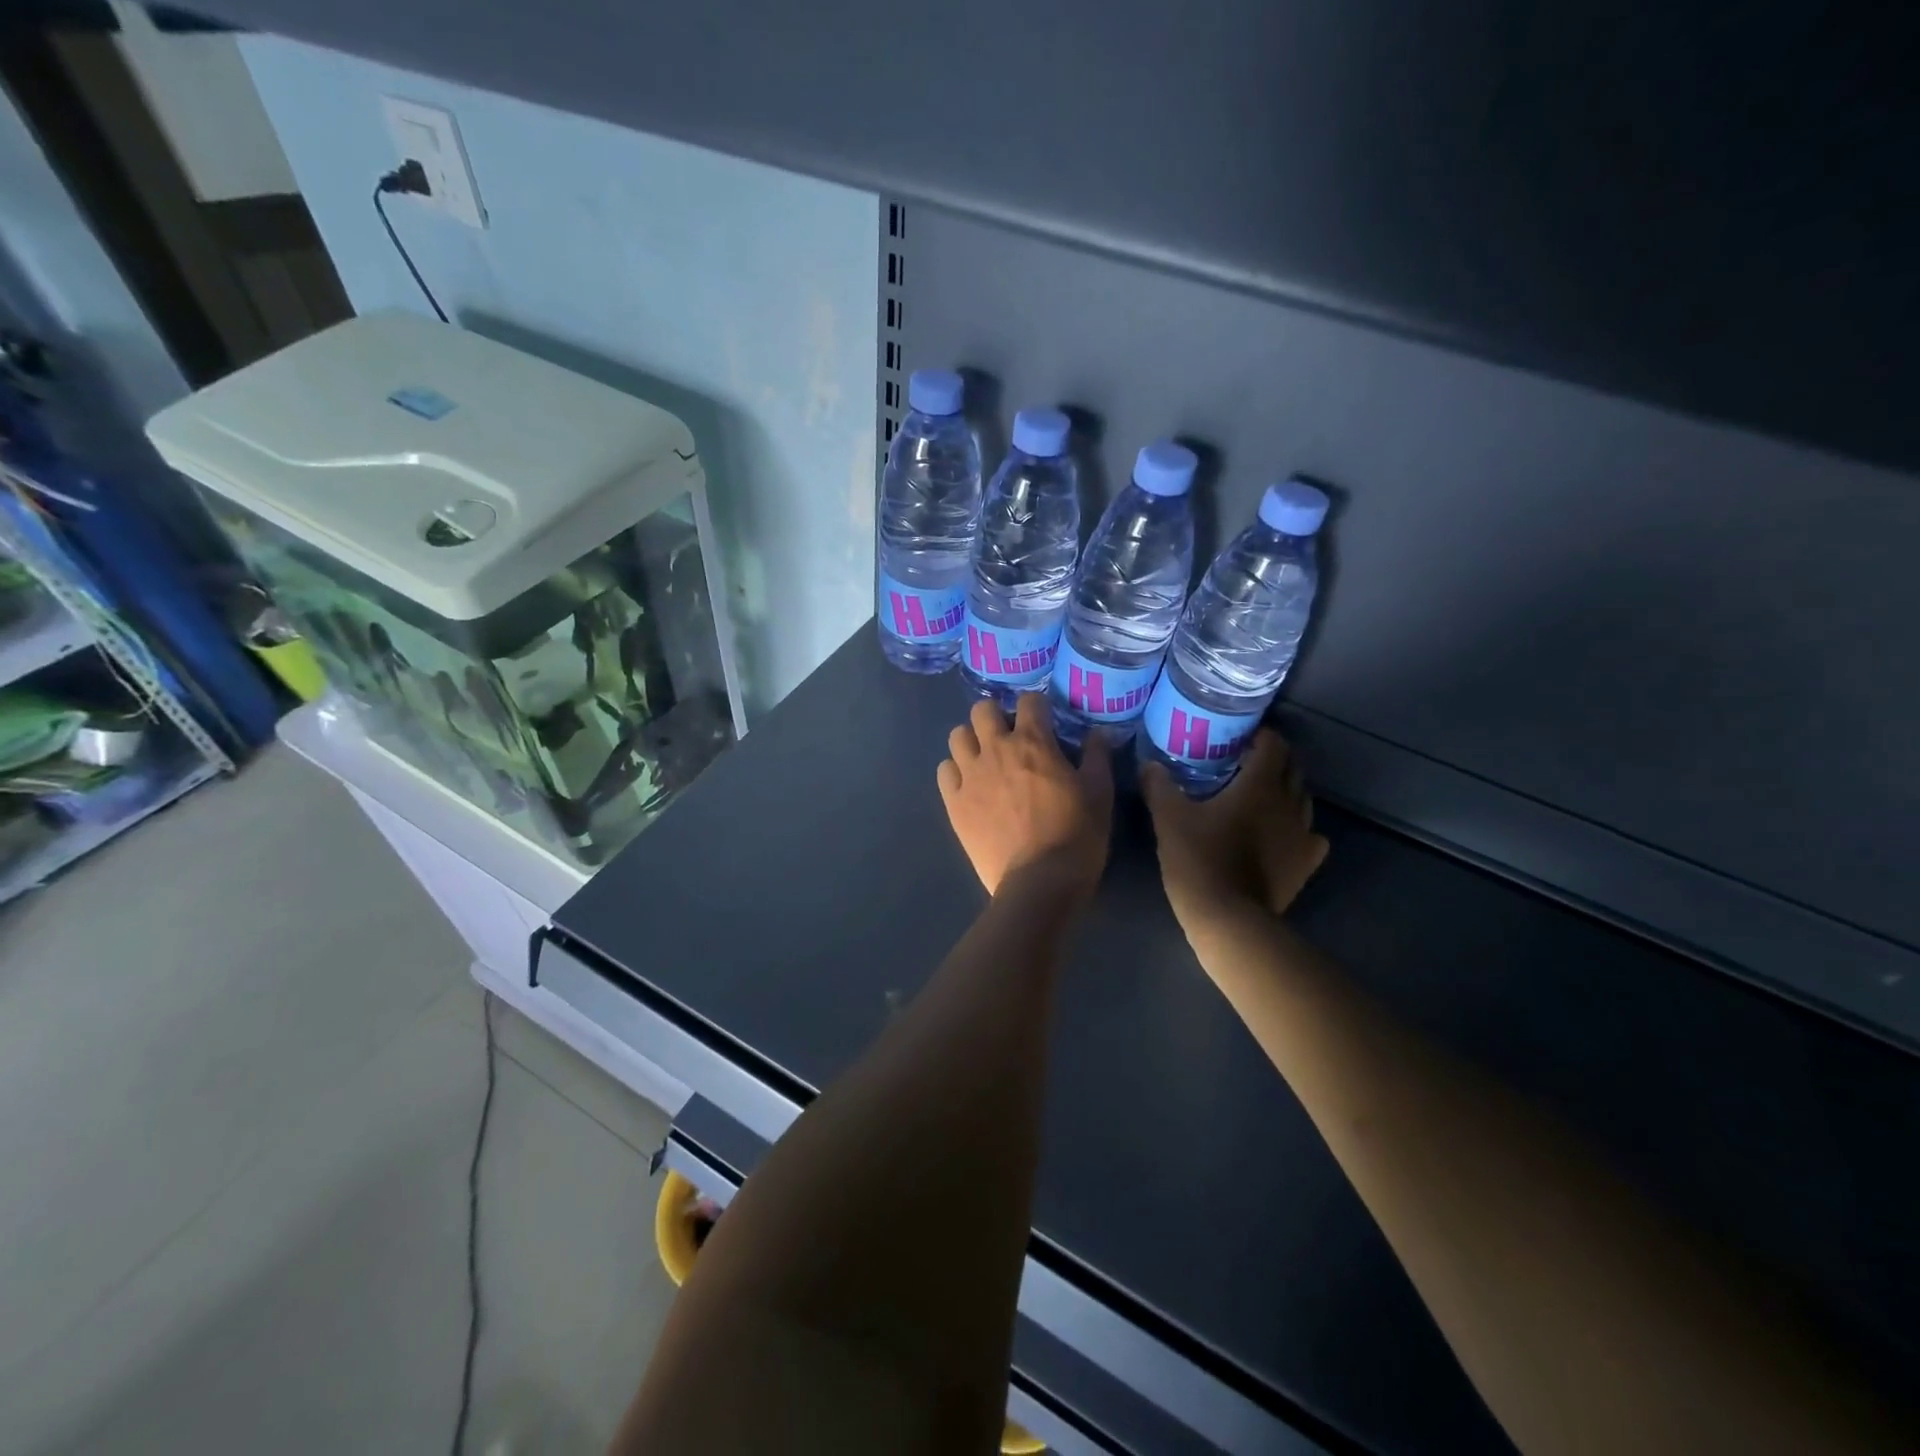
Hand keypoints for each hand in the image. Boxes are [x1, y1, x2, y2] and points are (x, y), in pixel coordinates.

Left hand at [937, 694, 1112, 897]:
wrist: (1039, 882)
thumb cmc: (1076, 835)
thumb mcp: (1100, 794)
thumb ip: (1097, 757)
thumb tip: (1098, 733)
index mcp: (1034, 743)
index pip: (1030, 701)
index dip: (1038, 706)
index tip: (1044, 720)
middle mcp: (996, 749)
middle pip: (982, 710)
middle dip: (996, 716)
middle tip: (1009, 736)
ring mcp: (971, 775)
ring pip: (957, 736)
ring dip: (972, 740)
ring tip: (985, 758)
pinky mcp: (955, 802)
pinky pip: (944, 771)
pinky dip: (955, 771)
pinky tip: (969, 784)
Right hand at [1141, 729, 1328, 931]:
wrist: (1229, 918)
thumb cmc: (1199, 860)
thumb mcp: (1168, 818)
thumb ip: (1159, 785)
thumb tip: (1148, 764)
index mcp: (1259, 785)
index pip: (1274, 744)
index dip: (1260, 736)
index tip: (1238, 739)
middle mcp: (1288, 803)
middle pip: (1293, 767)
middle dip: (1273, 759)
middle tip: (1245, 763)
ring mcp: (1302, 834)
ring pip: (1303, 798)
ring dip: (1286, 790)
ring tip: (1259, 796)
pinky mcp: (1306, 862)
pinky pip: (1311, 834)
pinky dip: (1298, 827)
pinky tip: (1281, 834)